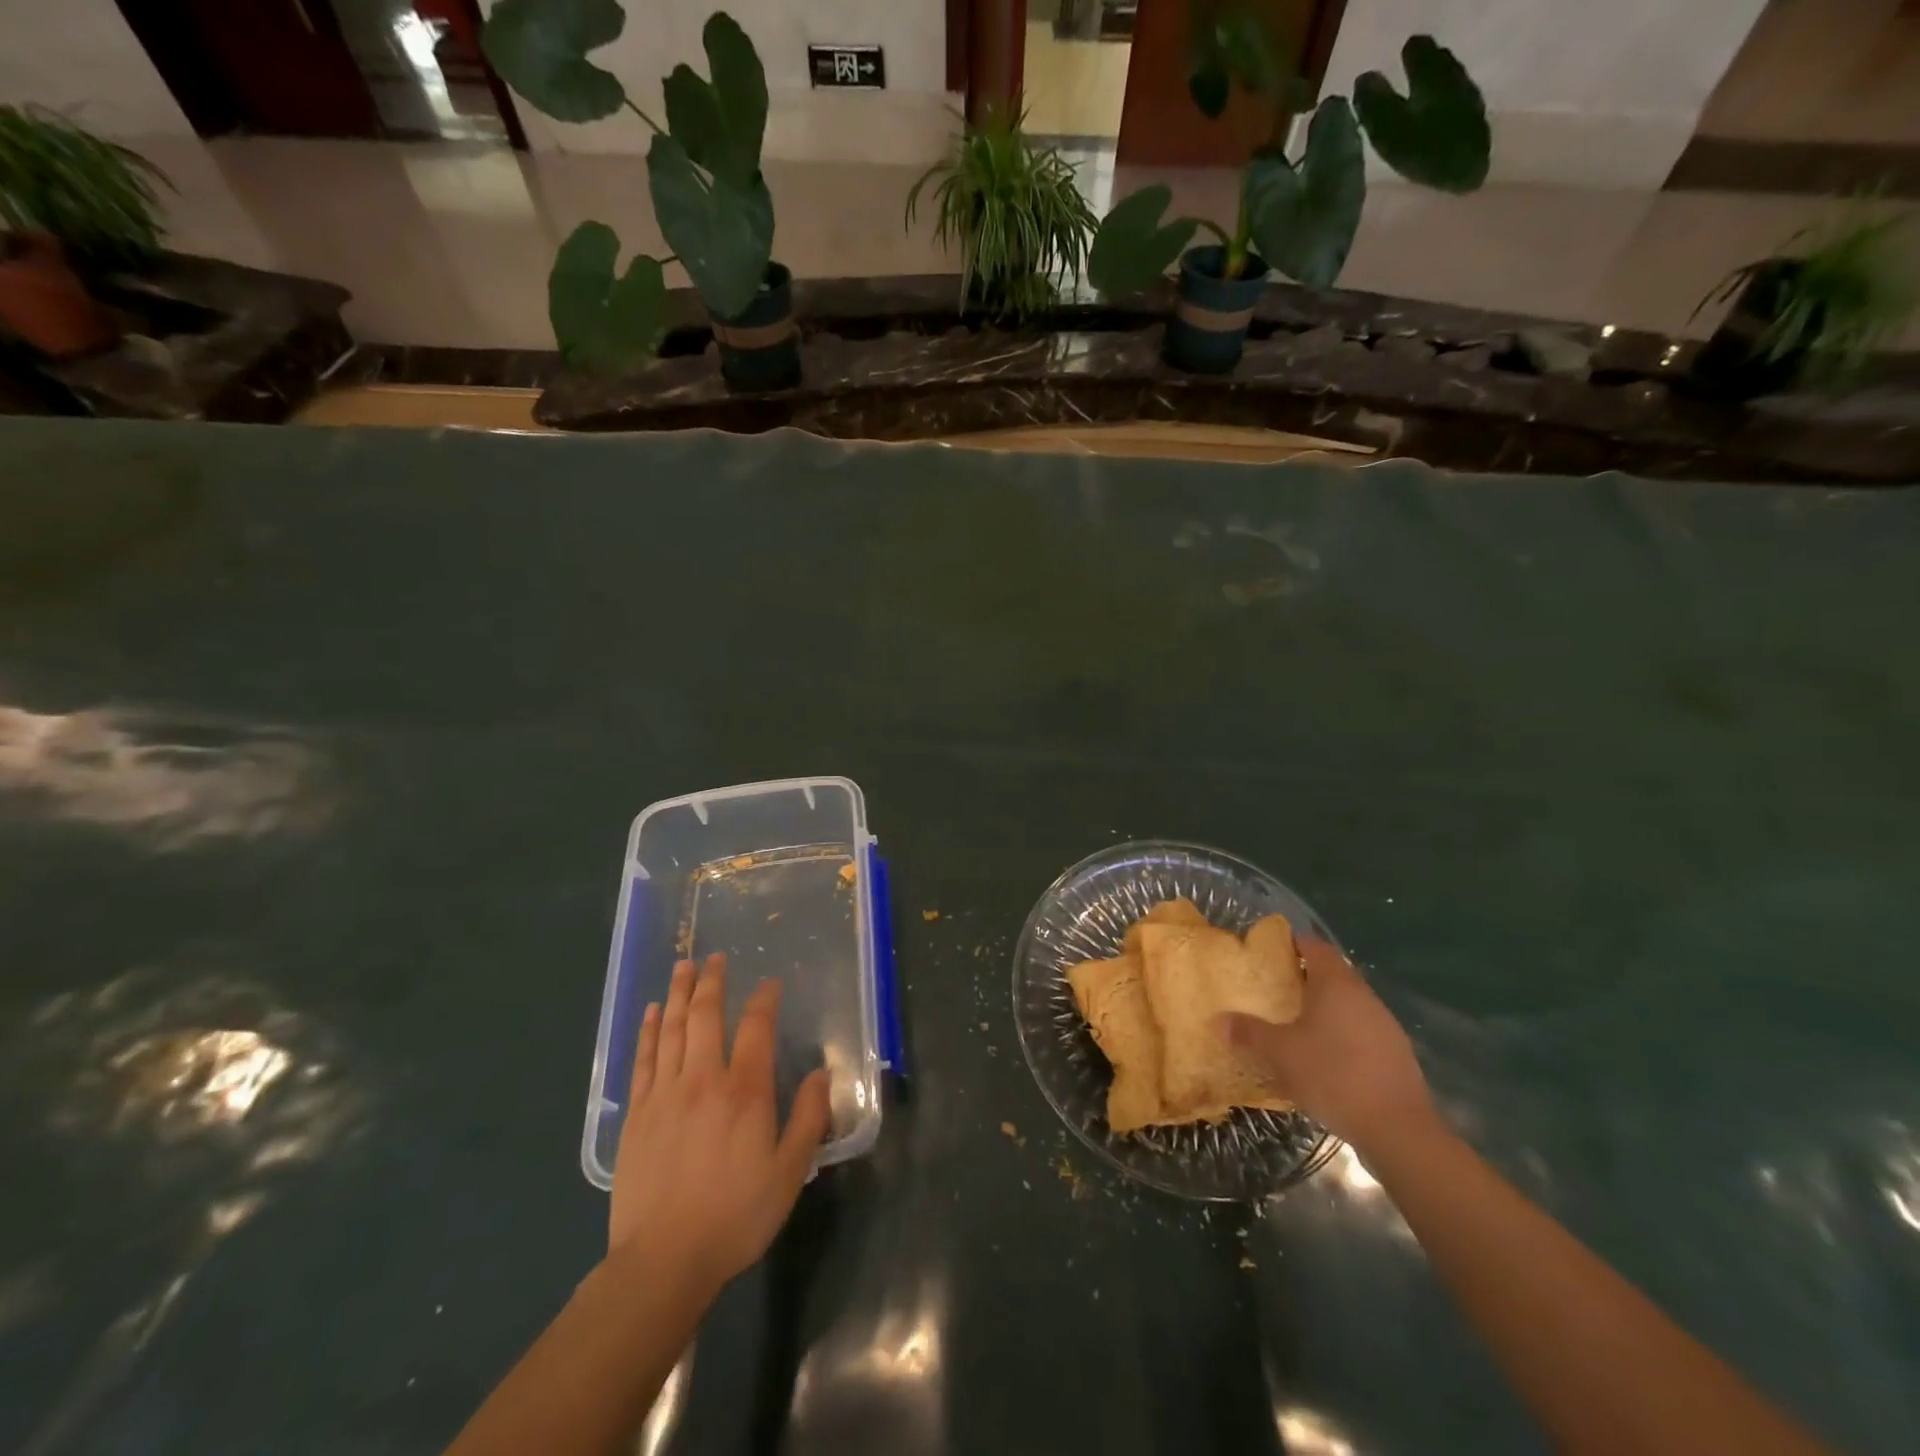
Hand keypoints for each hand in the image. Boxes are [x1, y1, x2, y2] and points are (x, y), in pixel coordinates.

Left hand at [609, 954, 830, 1294]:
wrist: (663, 1261)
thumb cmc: (735, 1216)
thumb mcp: (790, 1172)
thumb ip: (808, 1118)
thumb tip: (822, 1073)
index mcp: (745, 1091)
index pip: (756, 1027)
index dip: (764, 999)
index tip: (769, 984)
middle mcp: (704, 1079)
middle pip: (705, 1015)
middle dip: (711, 981)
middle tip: (714, 957)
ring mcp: (664, 1094)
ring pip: (671, 1029)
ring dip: (677, 994)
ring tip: (682, 967)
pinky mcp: (636, 1114)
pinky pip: (643, 1059)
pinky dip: (647, 1031)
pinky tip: (650, 1013)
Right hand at [1218, 937, 1433, 1152]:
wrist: (1398, 1129)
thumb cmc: (1333, 1075)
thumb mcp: (1281, 1054)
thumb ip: (1249, 1033)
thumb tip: (1219, 1021)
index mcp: (1335, 984)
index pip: (1314, 946)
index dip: (1293, 944)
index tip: (1270, 952)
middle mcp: (1363, 995)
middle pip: (1332, 973)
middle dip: (1304, 978)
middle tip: (1275, 989)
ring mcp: (1384, 1024)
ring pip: (1348, 1003)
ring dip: (1324, 1008)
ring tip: (1295, 1023)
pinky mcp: (1396, 1053)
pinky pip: (1361, 1029)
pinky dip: (1341, 1033)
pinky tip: (1325, 1057)